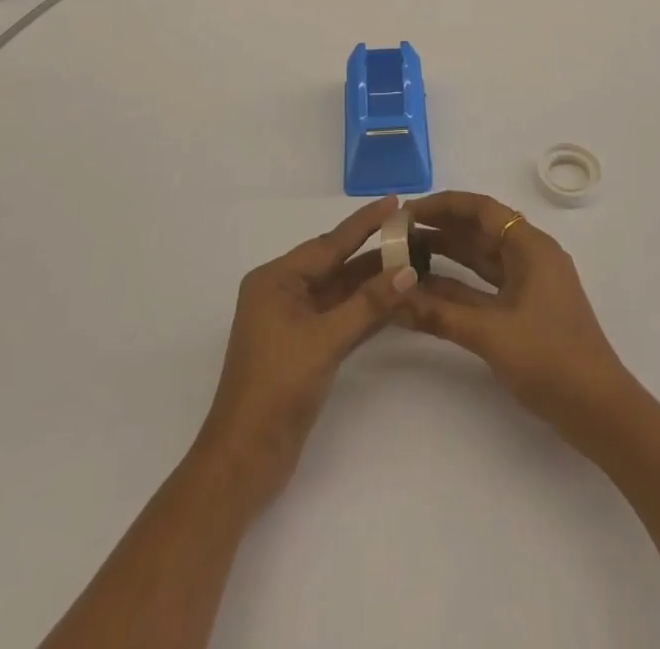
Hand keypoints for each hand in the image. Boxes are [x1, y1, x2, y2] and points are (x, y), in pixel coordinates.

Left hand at [195, 196, 418, 513]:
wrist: (245, 458)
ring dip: (373, 282)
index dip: (364, 223)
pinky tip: (396, 300)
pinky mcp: (305, 348)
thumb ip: (368, 304)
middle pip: (335, 264)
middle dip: (372, 251)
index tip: (395, 201)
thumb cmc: (277, 387)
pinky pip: (341, 316)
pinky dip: (366, 309)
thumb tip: (408, 271)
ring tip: (413, 261)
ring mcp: (294, 322)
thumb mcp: (325, 340)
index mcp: (275, 280)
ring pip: (341, 292)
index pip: (329, 243)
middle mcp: (282, 293)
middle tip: (412, 232)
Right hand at [400, 191, 635, 446]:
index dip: (442, 206)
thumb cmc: (550, 359)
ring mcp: (528, 284)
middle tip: (396, 236)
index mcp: (530, 247)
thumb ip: (439, 313)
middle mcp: (529, 256)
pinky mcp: (524, 310)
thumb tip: (392, 298)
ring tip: (402, 257)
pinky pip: (484, 286)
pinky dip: (457, 286)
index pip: (481, 209)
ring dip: (445, 257)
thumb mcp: (490, 333)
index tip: (406, 213)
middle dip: (439, 229)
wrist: (599, 411)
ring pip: (480, 259)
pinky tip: (425, 291)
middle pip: (479, 230)